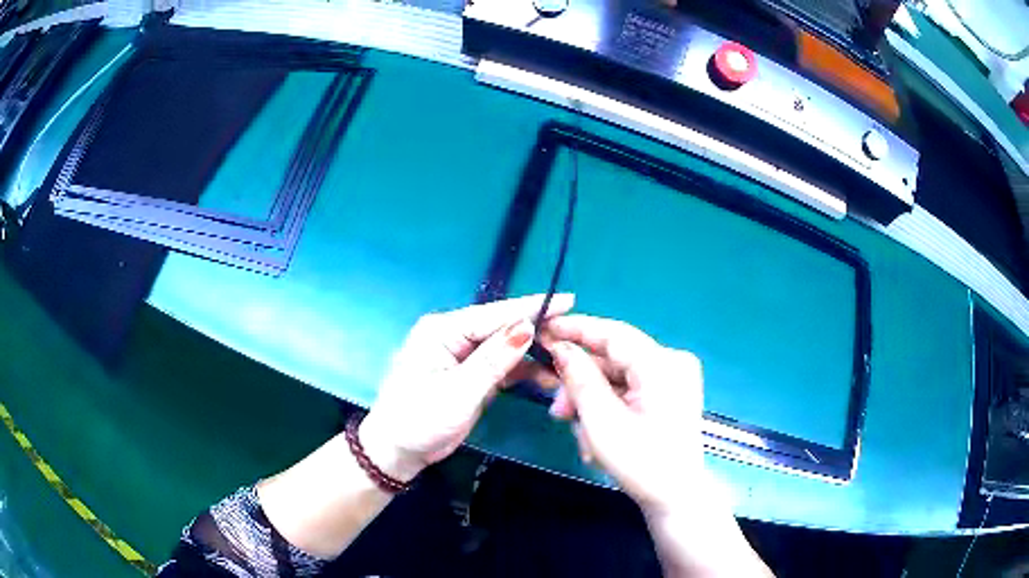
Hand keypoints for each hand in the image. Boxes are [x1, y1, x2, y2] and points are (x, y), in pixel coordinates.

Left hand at [359, 294, 574, 481]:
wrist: (398, 452)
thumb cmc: (419, 420)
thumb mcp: (457, 392)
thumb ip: (493, 361)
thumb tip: (526, 328)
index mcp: (443, 331)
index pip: (494, 314)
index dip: (532, 308)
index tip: (568, 300)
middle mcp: (455, 337)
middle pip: (503, 328)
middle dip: (538, 331)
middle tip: (575, 334)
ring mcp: (464, 357)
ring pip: (506, 348)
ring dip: (534, 355)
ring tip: (568, 359)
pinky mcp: (472, 376)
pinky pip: (503, 367)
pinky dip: (524, 372)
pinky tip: (548, 376)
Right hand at [543, 315, 703, 512]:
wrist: (676, 497)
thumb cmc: (641, 463)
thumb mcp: (602, 422)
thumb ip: (579, 379)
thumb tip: (560, 348)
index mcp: (662, 364)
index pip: (613, 334)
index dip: (575, 329)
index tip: (542, 329)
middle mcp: (672, 362)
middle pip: (613, 358)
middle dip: (580, 381)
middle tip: (556, 408)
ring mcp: (673, 378)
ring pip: (618, 376)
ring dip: (591, 399)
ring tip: (574, 428)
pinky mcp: (670, 394)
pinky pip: (629, 388)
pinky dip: (608, 406)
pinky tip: (594, 432)